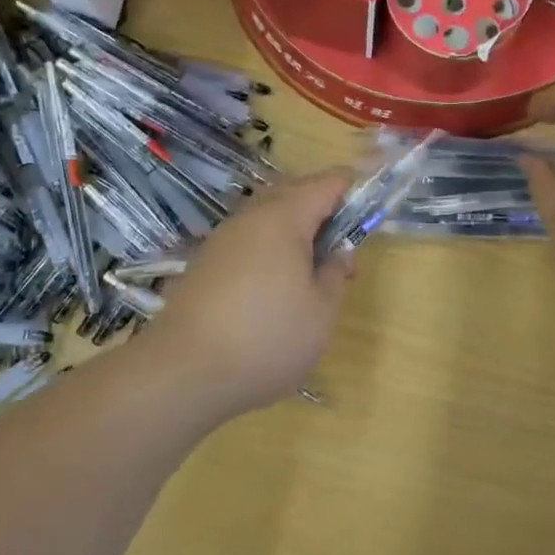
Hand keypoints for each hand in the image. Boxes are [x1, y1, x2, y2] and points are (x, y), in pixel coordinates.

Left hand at [136, 171, 354, 424]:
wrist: (184, 371)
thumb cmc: (267, 339)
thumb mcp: (321, 312)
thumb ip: (335, 273)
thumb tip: (337, 251)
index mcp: (284, 218)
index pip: (326, 182)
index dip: (353, 189)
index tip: (371, 210)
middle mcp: (250, 217)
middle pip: (293, 192)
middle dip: (322, 209)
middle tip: (341, 245)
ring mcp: (222, 239)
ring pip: (267, 217)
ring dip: (293, 230)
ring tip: (310, 271)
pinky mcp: (205, 263)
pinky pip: (247, 239)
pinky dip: (269, 249)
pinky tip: (274, 286)